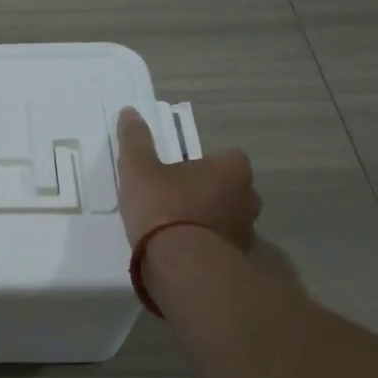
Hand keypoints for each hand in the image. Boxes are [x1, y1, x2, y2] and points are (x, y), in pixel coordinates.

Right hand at [114, 106, 260, 251]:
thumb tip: (130, 112)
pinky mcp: (236, 260)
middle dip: (209, 191)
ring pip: (227, 217)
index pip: (228, 157)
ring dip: (208, 219)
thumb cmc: (163, 207)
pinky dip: (206, 245)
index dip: (205, 163)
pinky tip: (180, 251)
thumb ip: (135, 140)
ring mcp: (246, 232)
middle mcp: (248, 198)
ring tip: (175, 227)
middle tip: (176, 197)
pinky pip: (220, 245)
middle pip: (230, 188)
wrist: (180, 265)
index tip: (180, 171)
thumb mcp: (138, 169)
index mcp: (232, 170)